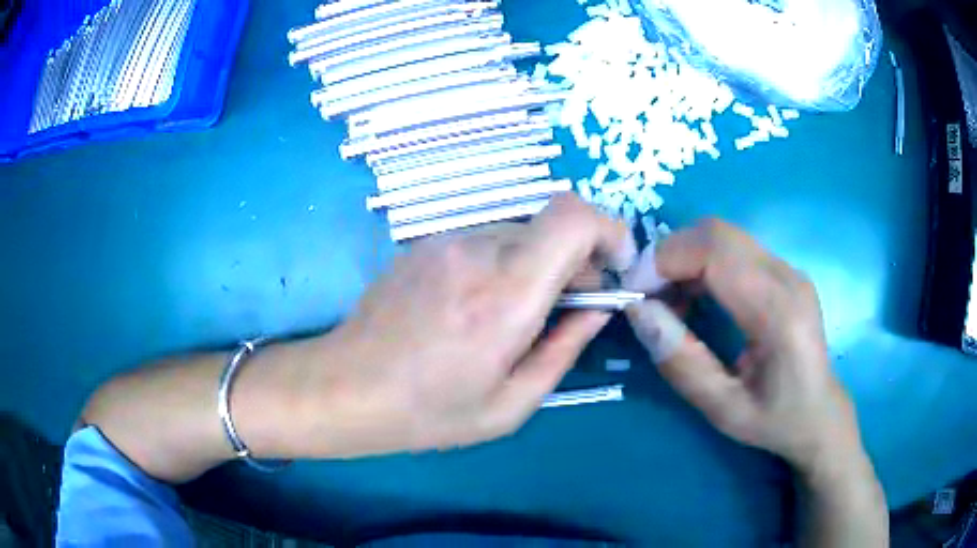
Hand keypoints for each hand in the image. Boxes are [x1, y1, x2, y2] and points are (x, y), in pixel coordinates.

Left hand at [290, 194, 635, 457]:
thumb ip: (565, 349)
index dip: (608, 230)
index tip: (615, 266)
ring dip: (537, 264)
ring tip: (514, 315)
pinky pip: (485, 240)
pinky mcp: (424, 243)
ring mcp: (445, 240)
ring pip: (520, 233)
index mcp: (506, 295)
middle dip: (576, 260)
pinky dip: (503, 262)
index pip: (574, 218)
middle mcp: (477, 251)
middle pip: (552, 225)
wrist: (346, 387)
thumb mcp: (511, 404)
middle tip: (565, 310)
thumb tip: (599, 308)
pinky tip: (476, 307)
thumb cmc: (429, 411)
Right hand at [622, 219, 859, 471]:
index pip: (715, 252)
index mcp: (778, 312)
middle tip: (648, 298)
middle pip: (717, 232)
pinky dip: (703, 262)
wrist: (820, 414)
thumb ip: (682, 362)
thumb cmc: (775, 421)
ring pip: (723, 235)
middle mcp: (787, 277)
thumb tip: (639, 313)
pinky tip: (696, 297)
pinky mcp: (784, 271)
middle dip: (671, 255)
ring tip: (669, 302)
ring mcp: (788, 269)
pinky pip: (734, 248)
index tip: (635, 294)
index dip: (666, 261)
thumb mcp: (723, 409)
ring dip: (686, 258)